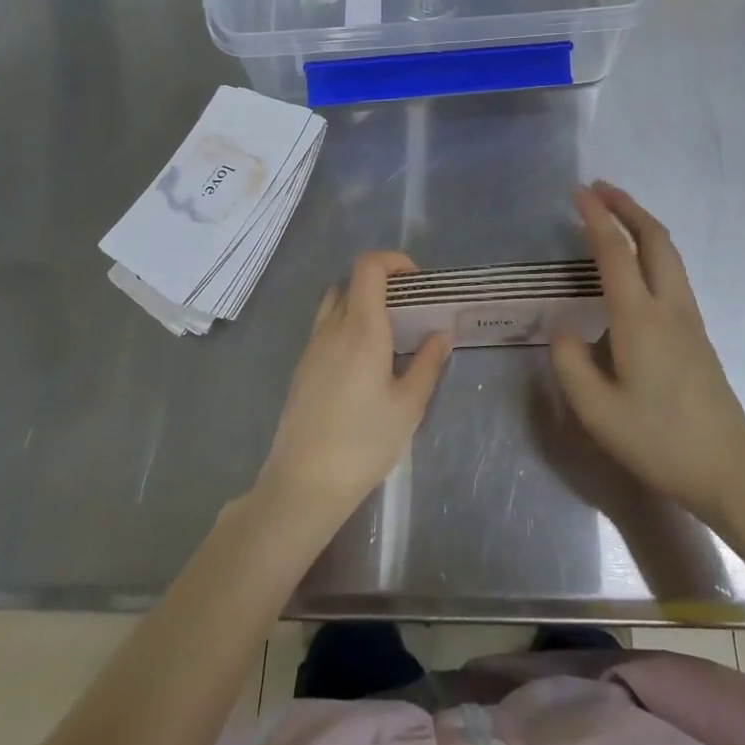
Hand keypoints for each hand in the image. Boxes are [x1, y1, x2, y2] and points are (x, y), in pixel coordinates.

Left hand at [255, 251, 452, 530]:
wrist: (303, 484)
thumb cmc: (363, 443)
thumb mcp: (408, 406)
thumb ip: (427, 364)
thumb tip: (441, 334)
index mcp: (361, 328)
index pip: (368, 267)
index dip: (393, 261)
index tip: (417, 282)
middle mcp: (332, 328)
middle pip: (351, 281)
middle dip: (381, 283)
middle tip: (408, 309)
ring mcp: (312, 347)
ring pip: (334, 302)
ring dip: (360, 302)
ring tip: (387, 333)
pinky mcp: (302, 367)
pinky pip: (325, 328)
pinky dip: (345, 326)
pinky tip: (363, 362)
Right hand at [550, 183, 744, 527]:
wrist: (729, 471)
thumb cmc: (658, 441)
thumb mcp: (597, 411)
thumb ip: (570, 362)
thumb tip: (563, 327)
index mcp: (640, 318)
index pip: (614, 252)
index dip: (595, 217)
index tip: (577, 191)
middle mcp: (669, 306)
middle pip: (654, 238)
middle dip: (627, 206)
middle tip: (599, 188)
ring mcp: (689, 318)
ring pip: (669, 253)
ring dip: (642, 224)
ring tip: (616, 214)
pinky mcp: (697, 334)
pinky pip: (673, 272)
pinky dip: (652, 248)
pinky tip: (637, 264)